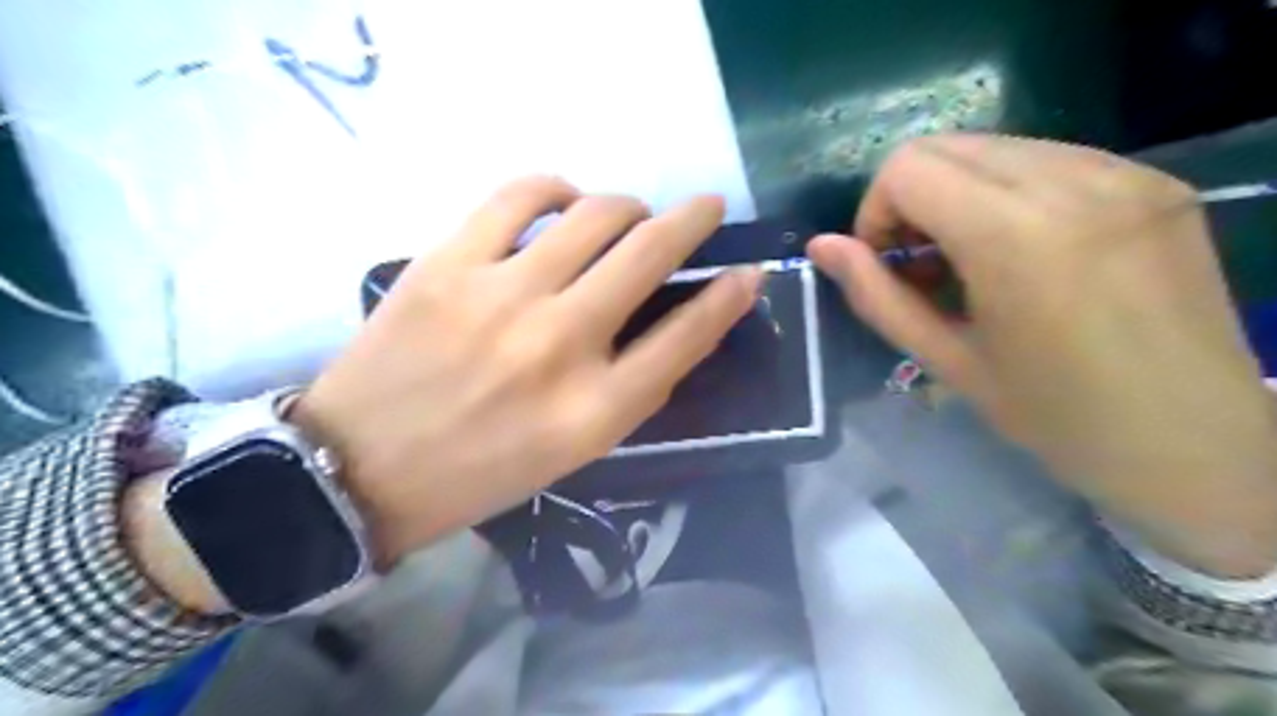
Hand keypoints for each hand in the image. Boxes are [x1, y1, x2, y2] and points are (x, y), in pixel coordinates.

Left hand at [295, 178, 760, 564]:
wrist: (363, 469)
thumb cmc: (481, 471)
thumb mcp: (574, 450)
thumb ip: (631, 389)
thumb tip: (676, 325)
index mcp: (596, 409)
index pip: (687, 337)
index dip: (728, 298)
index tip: (748, 273)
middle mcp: (560, 345)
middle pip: (650, 255)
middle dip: (694, 220)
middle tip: (705, 208)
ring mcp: (502, 296)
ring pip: (595, 214)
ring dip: (629, 205)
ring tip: (630, 214)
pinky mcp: (449, 264)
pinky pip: (520, 196)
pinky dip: (556, 189)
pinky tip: (564, 201)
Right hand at [806, 135, 1276, 579]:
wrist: (1197, 445)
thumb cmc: (1056, 417)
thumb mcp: (946, 361)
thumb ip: (876, 295)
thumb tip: (821, 246)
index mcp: (1015, 235)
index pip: (907, 168)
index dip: (876, 212)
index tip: (889, 265)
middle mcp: (1074, 181)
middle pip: (946, 145)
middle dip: (911, 200)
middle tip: (925, 266)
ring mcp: (1124, 173)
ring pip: (994, 148)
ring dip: (959, 196)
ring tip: (974, 263)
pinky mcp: (1154, 182)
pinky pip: (1048, 161)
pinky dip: (1009, 195)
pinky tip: (1025, 254)